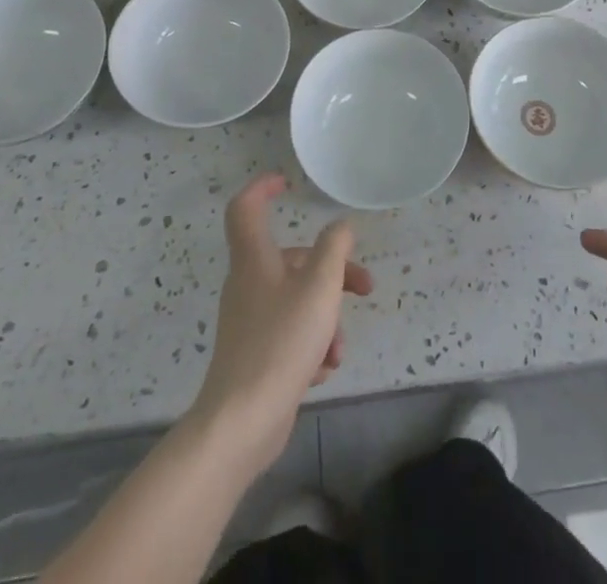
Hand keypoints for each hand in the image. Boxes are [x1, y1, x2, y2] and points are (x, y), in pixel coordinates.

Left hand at [188, 174, 373, 472]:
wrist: (241, 423)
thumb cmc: (281, 342)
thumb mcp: (319, 288)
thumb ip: (334, 250)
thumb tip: (340, 228)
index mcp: (255, 259)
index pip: (246, 208)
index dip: (262, 188)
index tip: (288, 183)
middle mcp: (249, 284)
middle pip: (293, 260)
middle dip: (333, 273)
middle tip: (365, 289)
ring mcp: (250, 321)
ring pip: (297, 301)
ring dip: (326, 318)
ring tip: (338, 350)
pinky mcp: (255, 355)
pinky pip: (290, 334)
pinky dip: (311, 345)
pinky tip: (321, 371)